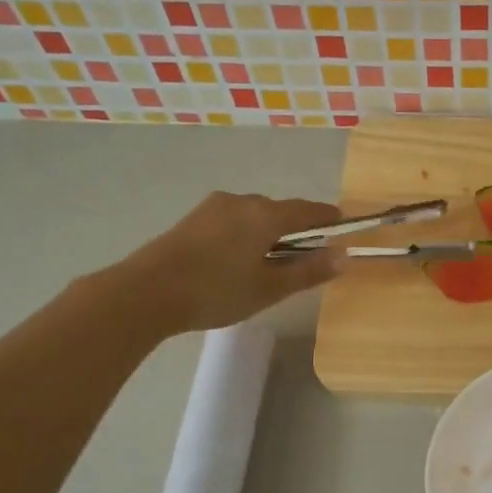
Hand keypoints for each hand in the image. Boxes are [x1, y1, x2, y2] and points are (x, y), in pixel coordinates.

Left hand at [123, 192, 343, 333]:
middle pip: (281, 212)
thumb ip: (309, 271)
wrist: (146, 292)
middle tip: (307, 259)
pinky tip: (239, 262)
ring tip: (270, 265)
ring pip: (255, 216)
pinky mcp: (194, 219)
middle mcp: (242, 201)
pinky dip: (247, 236)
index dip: (330, 219)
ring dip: (270, 234)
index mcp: (266, 214)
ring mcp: (214, 207)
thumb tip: (345, 256)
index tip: (344, 229)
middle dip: (298, 231)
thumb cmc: (216, 291)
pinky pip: (233, 221)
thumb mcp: (270, 288)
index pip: (309, 210)